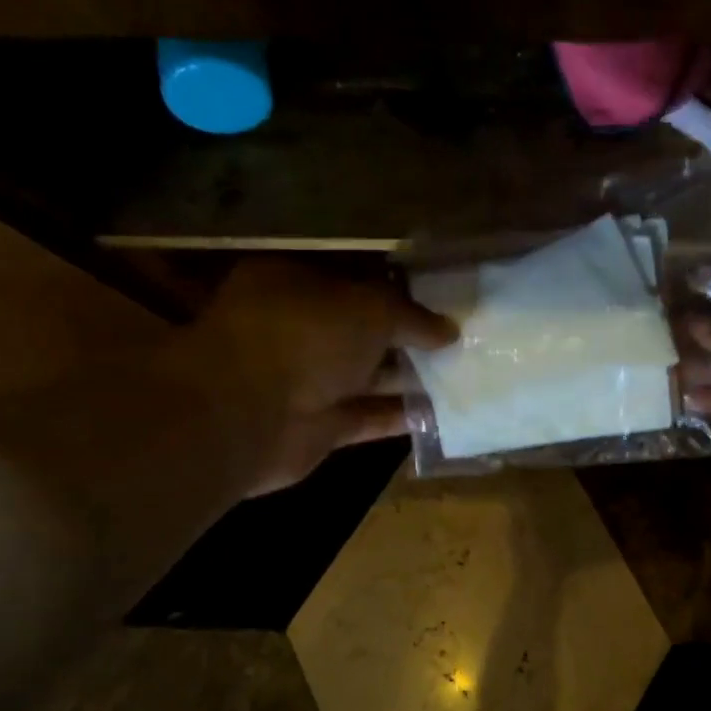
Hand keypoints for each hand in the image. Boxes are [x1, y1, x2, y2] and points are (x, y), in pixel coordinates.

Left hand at [156, 257, 456, 494]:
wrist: (248, 414)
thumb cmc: (305, 337)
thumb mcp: (370, 308)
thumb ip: (412, 316)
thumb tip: (449, 329)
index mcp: (295, 285)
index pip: (354, 282)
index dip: (398, 290)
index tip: (441, 300)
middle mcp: (298, 332)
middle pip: (363, 333)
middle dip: (409, 338)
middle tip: (462, 340)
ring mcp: (307, 382)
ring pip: (369, 378)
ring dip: (411, 379)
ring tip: (463, 375)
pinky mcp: (319, 428)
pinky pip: (369, 419)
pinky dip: (401, 417)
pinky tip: (444, 414)